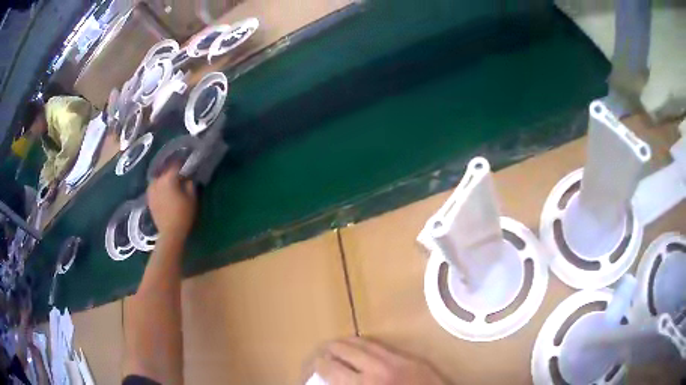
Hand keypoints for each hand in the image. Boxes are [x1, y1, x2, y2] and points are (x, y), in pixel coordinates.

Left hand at [147, 162, 196, 238]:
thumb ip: (190, 184)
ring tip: (170, 184)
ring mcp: (151, 190)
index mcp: (168, 179)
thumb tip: (187, 177)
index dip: (181, 164)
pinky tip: (164, 192)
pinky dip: (159, 187)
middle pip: (165, 171)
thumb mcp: (192, 198)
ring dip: (164, 179)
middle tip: (179, 175)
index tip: (186, 164)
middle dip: (172, 172)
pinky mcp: (149, 199)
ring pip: (158, 179)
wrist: (170, 233)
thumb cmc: (183, 214)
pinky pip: (154, 188)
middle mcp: (157, 181)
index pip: (175, 165)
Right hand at [312, 337, 445, 384]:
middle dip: (329, 351)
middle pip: (343, 352)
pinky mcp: (409, 358)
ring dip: (346, 343)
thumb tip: (334, 382)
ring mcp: (394, 362)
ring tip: (338, 344)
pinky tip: (362, 345)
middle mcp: (375, 371)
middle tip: (323, 352)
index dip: (319, 365)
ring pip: (362, 344)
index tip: (315, 364)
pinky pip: (382, 345)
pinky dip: (366, 343)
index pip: (331, 370)